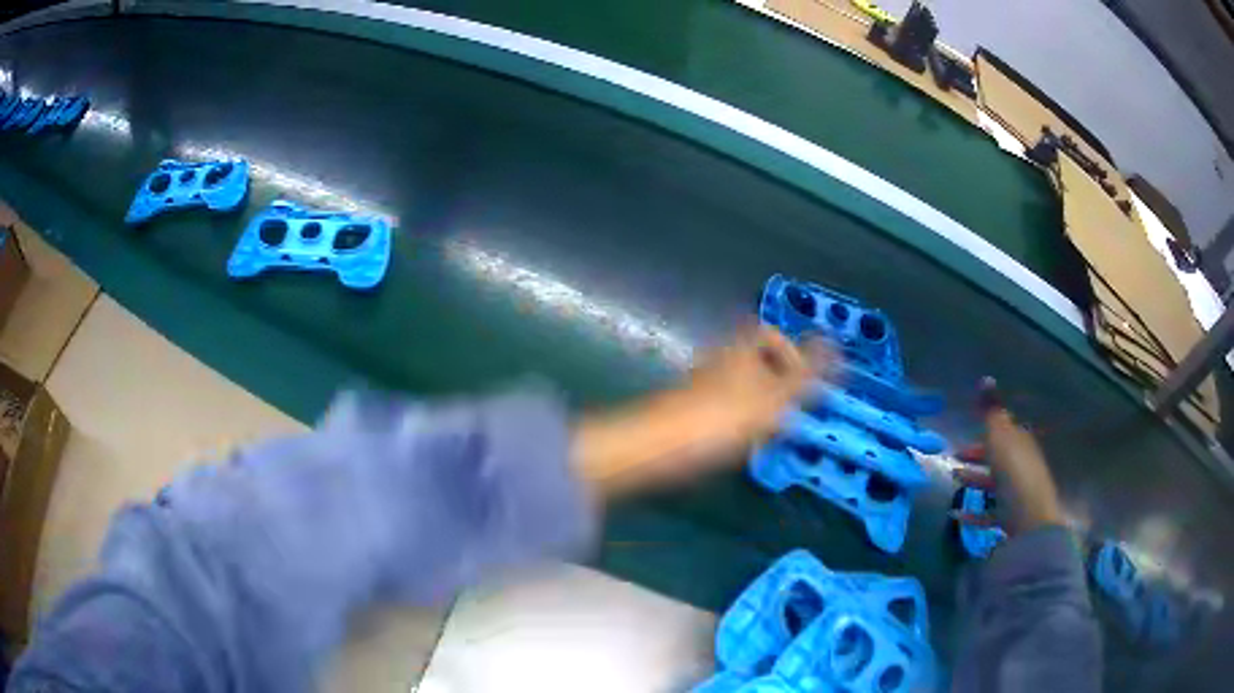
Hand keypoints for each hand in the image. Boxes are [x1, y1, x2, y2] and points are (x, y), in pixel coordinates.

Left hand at [678, 324, 833, 454]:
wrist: (655, 448)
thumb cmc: (721, 420)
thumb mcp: (774, 398)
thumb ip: (806, 374)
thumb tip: (836, 344)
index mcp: (741, 350)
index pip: (766, 333)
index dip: (788, 350)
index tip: (803, 378)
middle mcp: (719, 360)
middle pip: (753, 359)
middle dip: (776, 382)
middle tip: (791, 411)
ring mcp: (699, 385)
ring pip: (738, 384)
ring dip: (759, 404)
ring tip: (772, 432)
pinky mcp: (686, 410)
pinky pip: (722, 406)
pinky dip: (739, 420)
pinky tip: (743, 444)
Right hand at [953, 378, 1064, 535]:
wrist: (1031, 522)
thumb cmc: (1014, 474)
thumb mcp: (1000, 437)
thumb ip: (991, 411)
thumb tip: (985, 378)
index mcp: (1021, 443)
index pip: (1004, 432)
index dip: (985, 432)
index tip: (964, 436)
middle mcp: (1021, 465)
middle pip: (998, 457)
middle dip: (977, 456)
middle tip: (955, 458)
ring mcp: (1016, 493)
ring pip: (993, 483)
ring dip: (974, 480)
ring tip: (954, 481)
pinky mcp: (1009, 518)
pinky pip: (989, 511)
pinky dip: (973, 511)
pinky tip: (956, 514)